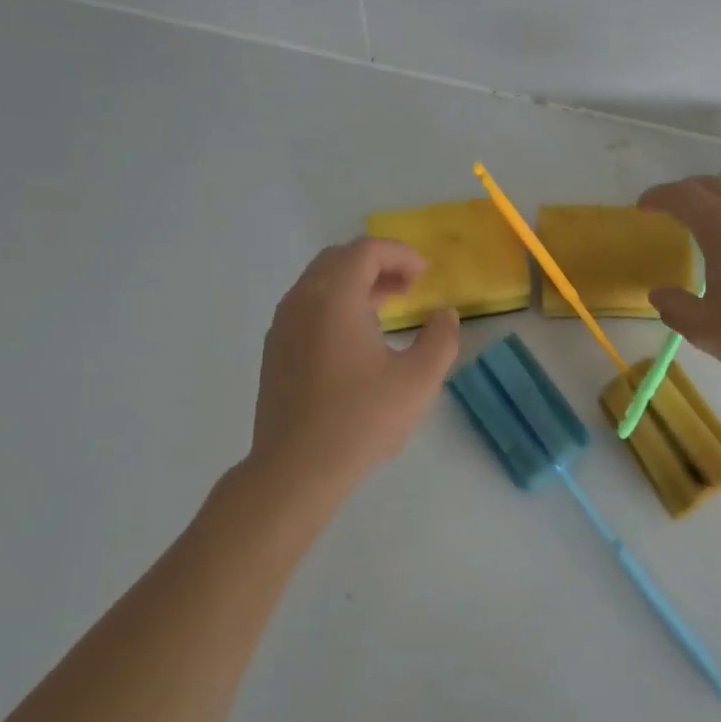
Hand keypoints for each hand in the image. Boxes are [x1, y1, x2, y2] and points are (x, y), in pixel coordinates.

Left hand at [249, 238, 460, 489]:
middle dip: (377, 263)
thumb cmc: (360, 419)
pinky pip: (307, 307)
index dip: (400, 254)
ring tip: (389, 305)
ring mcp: (282, 326)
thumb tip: (445, 315)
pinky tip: (357, 337)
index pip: (366, 251)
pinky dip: (336, 304)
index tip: (425, 274)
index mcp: (334, 298)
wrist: (295, 470)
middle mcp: (302, 301)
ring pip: (320, 283)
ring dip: (356, 283)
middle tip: (409, 284)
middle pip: (339, 259)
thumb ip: (440, 339)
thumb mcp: (418, 380)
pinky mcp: (275, 351)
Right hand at [638, 176, 720, 380]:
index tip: (642, 207)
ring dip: (715, 205)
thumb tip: (660, 294)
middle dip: (685, 192)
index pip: (683, 196)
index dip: (658, 197)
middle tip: (667, 208)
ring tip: (702, 228)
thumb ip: (676, 308)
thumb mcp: (706, 329)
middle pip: (712, 187)